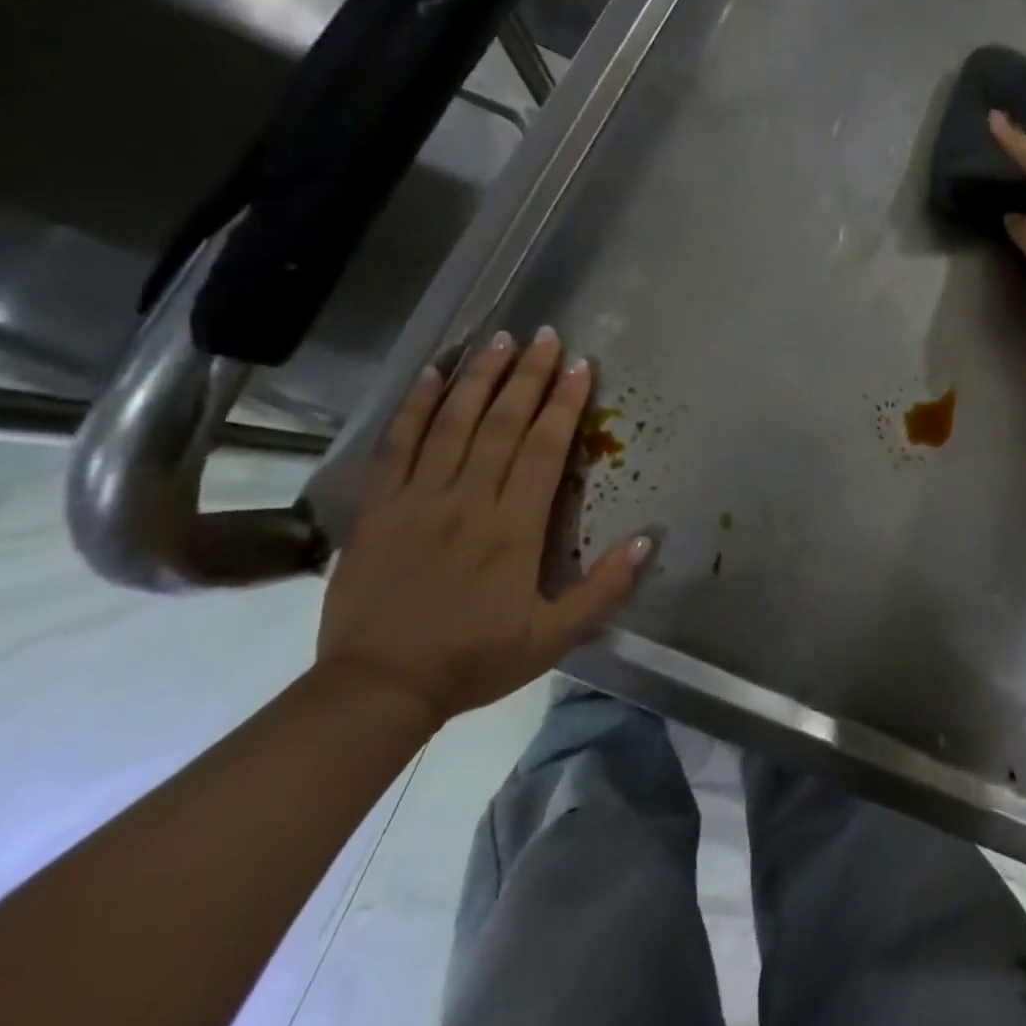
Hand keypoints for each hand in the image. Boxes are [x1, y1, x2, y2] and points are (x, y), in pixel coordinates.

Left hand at [315, 328, 650, 725]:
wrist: (377, 689)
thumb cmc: (474, 660)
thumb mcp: (554, 638)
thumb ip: (604, 589)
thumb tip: (648, 538)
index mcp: (513, 529)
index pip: (543, 449)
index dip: (565, 404)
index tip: (582, 366)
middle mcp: (467, 501)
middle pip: (501, 424)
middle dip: (528, 376)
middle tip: (546, 336)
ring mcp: (418, 499)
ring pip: (453, 424)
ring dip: (479, 377)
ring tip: (499, 340)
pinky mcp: (380, 507)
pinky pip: (398, 445)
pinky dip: (416, 406)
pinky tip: (433, 374)